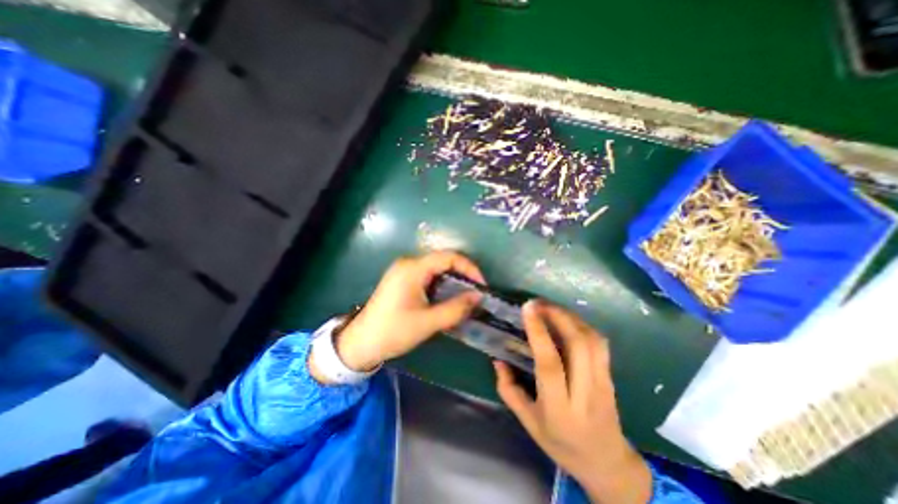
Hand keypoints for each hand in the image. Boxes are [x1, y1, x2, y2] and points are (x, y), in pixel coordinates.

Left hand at [331, 252, 483, 374]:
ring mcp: (404, 270)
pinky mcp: (402, 280)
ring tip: (465, 297)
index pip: (449, 257)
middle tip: (475, 293)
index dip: (469, 268)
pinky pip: (428, 276)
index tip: (481, 285)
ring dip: (453, 280)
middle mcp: (408, 263)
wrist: (360, 343)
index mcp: (413, 268)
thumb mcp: (427, 322)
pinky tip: (448, 298)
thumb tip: (478, 296)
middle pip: (443, 260)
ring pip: (436, 268)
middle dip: (462, 275)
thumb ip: (455, 308)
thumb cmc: (393, 331)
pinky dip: (442, 284)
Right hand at [495, 300, 649, 501]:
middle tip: (538, 303)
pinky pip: (600, 344)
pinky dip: (583, 325)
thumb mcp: (528, 422)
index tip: (528, 309)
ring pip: (592, 340)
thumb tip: (498, 360)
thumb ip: (509, 390)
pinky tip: (568, 320)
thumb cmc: (561, 443)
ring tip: (551, 307)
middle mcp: (585, 393)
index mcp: (559, 408)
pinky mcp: (611, 377)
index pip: (550, 363)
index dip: (538, 332)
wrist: (606, 462)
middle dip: (557, 316)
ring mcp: (603, 384)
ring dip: (570, 317)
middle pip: (577, 345)